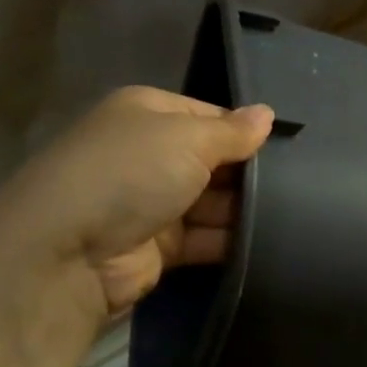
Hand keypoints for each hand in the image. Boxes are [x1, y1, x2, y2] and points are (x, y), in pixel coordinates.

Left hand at [0, 87, 274, 329]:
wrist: (66, 253)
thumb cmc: (129, 175)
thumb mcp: (188, 139)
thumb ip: (233, 131)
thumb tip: (268, 114)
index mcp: (148, 114)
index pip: (210, 116)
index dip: (246, 131)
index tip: (287, 148)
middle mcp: (149, 153)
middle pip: (214, 160)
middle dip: (249, 173)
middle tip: (300, 184)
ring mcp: (153, 202)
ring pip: (214, 202)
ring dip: (245, 210)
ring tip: (295, 214)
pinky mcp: (159, 246)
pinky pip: (206, 238)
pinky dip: (232, 241)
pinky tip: (269, 242)